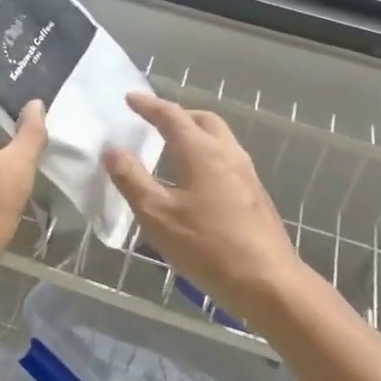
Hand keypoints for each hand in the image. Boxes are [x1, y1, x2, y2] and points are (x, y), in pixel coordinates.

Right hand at [102, 92, 312, 327]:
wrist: (267, 282)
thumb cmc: (207, 246)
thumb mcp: (157, 215)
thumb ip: (132, 179)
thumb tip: (113, 149)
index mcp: (201, 151)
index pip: (171, 116)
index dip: (148, 105)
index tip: (130, 98)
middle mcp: (227, 153)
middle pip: (203, 120)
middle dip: (177, 115)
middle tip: (154, 122)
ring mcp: (247, 173)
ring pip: (219, 138)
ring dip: (195, 134)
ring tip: (172, 148)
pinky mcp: (255, 194)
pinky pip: (227, 159)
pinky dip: (206, 154)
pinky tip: (196, 180)